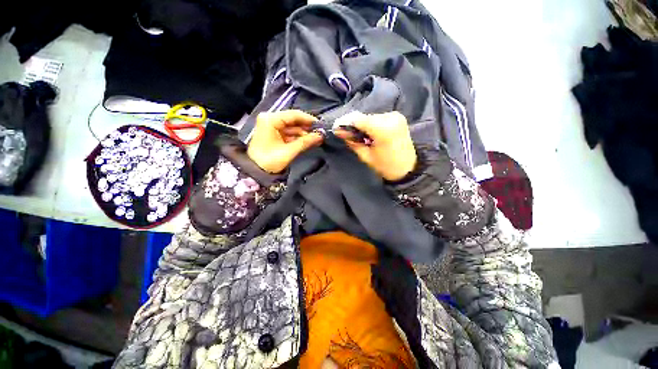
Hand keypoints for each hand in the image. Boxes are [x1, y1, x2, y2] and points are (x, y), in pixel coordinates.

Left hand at [248, 110, 323, 172]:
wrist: (255, 171)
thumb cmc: (270, 160)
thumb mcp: (289, 151)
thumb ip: (306, 142)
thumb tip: (321, 135)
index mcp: (270, 119)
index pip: (293, 114)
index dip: (308, 119)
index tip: (320, 125)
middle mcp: (270, 119)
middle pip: (293, 120)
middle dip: (306, 128)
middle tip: (319, 133)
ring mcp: (271, 126)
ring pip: (291, 127)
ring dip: (303, 133)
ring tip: (315, 139)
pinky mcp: (273, 133)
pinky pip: (288, 132)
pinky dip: (297, 137)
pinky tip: (306, 141)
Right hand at [335, 111, 416, 180]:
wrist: (408, 169)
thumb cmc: (386, 166)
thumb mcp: (366, 156)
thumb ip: (352, 141)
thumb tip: (338, 131)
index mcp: (383, 129)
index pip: (358, 118)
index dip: (344, 122)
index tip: (335, 128)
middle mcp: (390, 117)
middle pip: (363, 116)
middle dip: (352, 124)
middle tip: (345, 134)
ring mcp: (395, 116)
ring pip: (370, 117)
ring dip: (361, 125)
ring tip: (359, 137)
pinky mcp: (397, 117)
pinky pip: (378, 118)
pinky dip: (370, 125)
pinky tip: (369, 134)